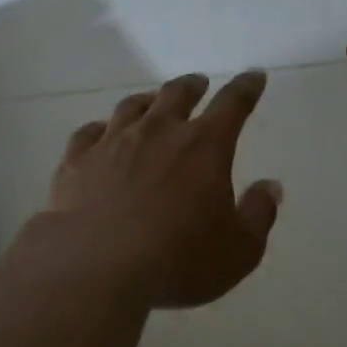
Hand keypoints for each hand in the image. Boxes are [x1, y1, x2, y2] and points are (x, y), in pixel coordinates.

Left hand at [33, 70, 281, 308]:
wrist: (97, 268)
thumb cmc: (179, 262)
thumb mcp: (239, 250)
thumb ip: (258, 214)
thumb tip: (270, 186)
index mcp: (204, 147)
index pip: (232, 104)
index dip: (246, 88)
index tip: (253, 77)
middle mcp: (158, 133)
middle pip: (177, 95)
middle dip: (192, 86)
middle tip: (198, 84)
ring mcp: (112, 143)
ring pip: (132, 107)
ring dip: (148, 101)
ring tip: (152, 102)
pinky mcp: (77, 161)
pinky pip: (88, 132)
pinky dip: (100, 128)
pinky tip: (101, 133)